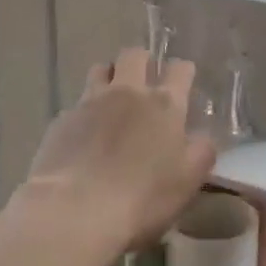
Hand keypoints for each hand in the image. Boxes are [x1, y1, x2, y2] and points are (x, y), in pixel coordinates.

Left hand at [25, 46, 217, 249]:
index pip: (180, 69)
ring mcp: (91, 102)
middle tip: (144, 80)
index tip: (183, 80)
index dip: (183, 71)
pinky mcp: (62, 120)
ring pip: (100, 70)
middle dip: (142, 61)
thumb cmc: (142, 198)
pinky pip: (77, 104)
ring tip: (111, 98)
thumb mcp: (188, 181)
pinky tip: (83, 135)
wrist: (75, 210)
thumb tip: (202, 138)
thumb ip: (201, 153)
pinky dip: (84, 112)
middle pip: (134, 55)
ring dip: (109, 77)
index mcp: (164, 104)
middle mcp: (128, 92)